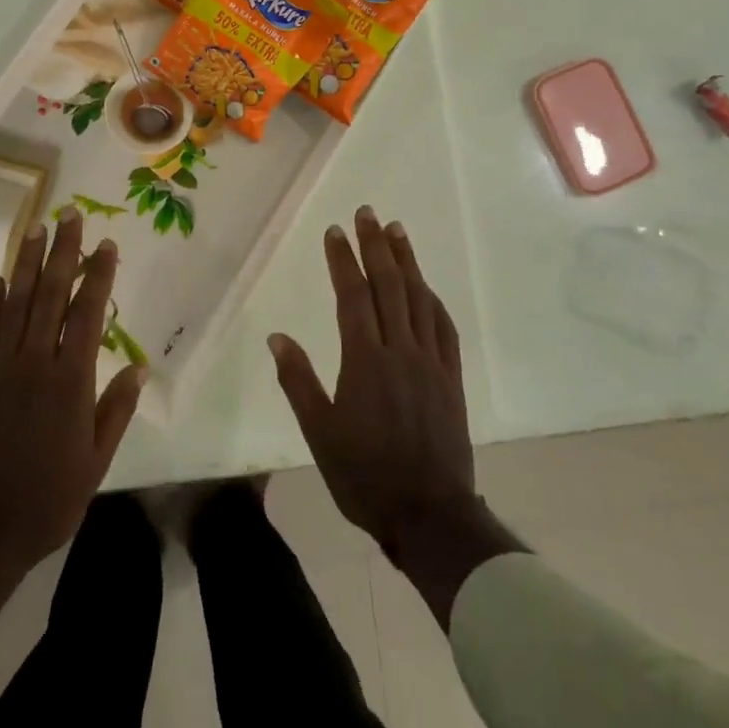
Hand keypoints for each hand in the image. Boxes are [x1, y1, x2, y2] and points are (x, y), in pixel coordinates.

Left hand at [0, 211, 146, 645]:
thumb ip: (115, 410)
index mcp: (70, 382)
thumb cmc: (46, 501)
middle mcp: (34, 364)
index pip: (88, 314)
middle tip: (68, 214)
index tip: (107, 244)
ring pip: (14, 305)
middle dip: (61, 252)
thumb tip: (138, 366)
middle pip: (49, 296)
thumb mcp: (95, 463)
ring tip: (34, 229)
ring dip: (24, 264)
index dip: (98, 276)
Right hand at [270, 205, 521, 626]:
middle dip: (375, 246)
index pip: (353, 296)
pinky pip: (443, 327)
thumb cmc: (364, 475)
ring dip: (408, 262)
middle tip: (367, 213)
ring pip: (419, 299)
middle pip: (389, 286)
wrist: (430, 514)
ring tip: (396, 231)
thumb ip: (298, 381)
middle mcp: (400, 350)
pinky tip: (427, 287)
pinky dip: (433, 300)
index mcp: (365, 360)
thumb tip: (277, 337)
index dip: (343, 260)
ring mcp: (430, 362)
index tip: (335, 231)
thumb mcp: (319, 433)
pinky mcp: (451, 378)